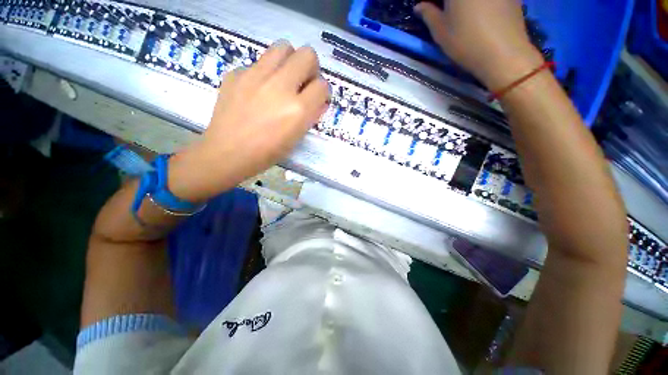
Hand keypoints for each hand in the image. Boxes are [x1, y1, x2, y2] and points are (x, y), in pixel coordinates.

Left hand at [168, 41, 329, 201]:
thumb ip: (311, 115)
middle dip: (310, 68)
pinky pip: (258, 63)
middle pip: (307, 54)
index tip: (316, 98)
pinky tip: (257, 91)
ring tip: (283, 79)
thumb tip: (318, 100)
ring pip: (283, 47)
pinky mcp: (237, 72)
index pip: (322, 85)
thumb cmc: (267, 153)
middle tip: (302, 83)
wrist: (228, 152)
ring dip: (289, 61)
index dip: (322, 92)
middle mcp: (280, 86)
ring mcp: (256, 75)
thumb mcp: (296, 138)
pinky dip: (264, 73)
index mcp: (298, 109)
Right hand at [415, 0, 543, 89]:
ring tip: (461, 15)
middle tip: (444, 12)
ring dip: (464, 5)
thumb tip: (419, 6)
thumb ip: (428, 14)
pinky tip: (481, 15)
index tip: (431, 9)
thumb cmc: (466, 42)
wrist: (503, 53)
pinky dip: (482, 4)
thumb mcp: (440, 31)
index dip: (434, 3)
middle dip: (449, 4)